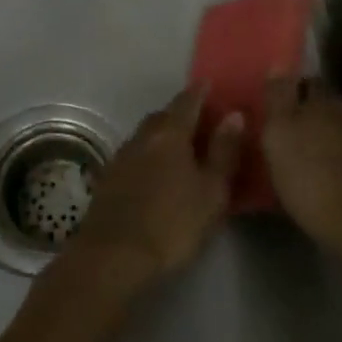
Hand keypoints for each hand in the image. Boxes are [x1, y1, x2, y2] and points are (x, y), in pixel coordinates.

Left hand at [68, 87, 244, 284]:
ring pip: (146, 135)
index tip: (209, 85)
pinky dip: (147, 155)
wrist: (113, 256)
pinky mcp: (107, 179)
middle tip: (199, 121)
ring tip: (179, 148)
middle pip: (163, 116)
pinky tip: (154, 172)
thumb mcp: (211, 192)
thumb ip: (224, 152)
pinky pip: (134, 155)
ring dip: (162, 135)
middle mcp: (143, 137)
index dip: (200, 92)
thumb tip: (234, 115)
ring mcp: (121, 157)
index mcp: (170, 134)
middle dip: (180, 114)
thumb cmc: (172, 224)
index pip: (187, 102)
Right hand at [261, 78, 341, 256]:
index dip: (291, 92)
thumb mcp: (278, 135)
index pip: (308, 82)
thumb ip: (278, 97)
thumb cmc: (310, 178)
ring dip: (328, 140)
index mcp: (327, 100)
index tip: (275, 109)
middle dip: (310, 117)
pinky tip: (331, 179)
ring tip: (309, 161)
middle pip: (327, 106)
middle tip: (288, 137)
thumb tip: (280, 61)